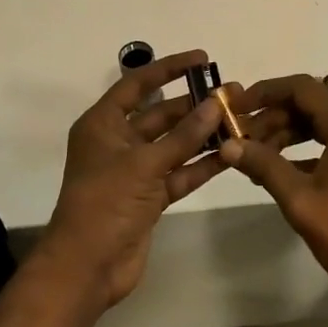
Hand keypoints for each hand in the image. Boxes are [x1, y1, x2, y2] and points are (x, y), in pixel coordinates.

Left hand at [36, 49, 231, 309]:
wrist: (87, 267)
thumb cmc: (105, 204)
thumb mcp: (144, 164)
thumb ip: (183, 136)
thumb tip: (216, 104)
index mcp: (103, 124)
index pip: (137, 84)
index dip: (168, 68)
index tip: (202, 59)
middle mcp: (118, 142)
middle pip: (160, 114)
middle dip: (195, 104)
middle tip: (232, 93)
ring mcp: (135, 171)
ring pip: (174, 144)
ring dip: (203, 133)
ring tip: (239, 118)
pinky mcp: (150, 197)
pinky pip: (180, 172)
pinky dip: (202, 164)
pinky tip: (231, 152)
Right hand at [220, 75, 327, 307]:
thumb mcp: (301, 200)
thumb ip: (264, 165)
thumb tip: (228, 145)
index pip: (302, 88)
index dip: (265, 93)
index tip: (236, 108)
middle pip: (313, 103)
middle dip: (274, 117)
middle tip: (241, 140)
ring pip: (324, 122)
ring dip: (289, 133)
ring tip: (256, 157)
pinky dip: (309, 148)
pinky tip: (284, 170)